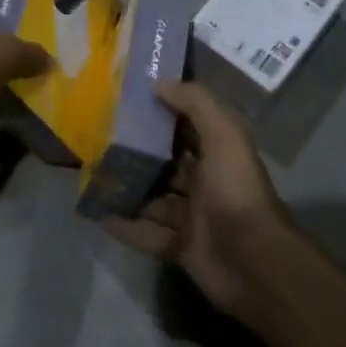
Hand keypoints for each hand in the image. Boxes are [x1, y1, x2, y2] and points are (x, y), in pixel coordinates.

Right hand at [102, 81, 298, 322]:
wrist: (253, 263)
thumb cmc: (236, 192)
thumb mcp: (224, 136)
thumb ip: (195, 104)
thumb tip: (159, 83)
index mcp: (217, 153)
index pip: (186, 127)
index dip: (161, 112)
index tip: (127, 99)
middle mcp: (205, 183)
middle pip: (165, 163)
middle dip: (137, 152)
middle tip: (98, 138)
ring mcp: (192, 217)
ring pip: (152, 198)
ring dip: (127, 188)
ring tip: (92, 174)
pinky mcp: (180, 248)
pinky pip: (146, 233)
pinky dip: (124, 225)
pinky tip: (97, 213)